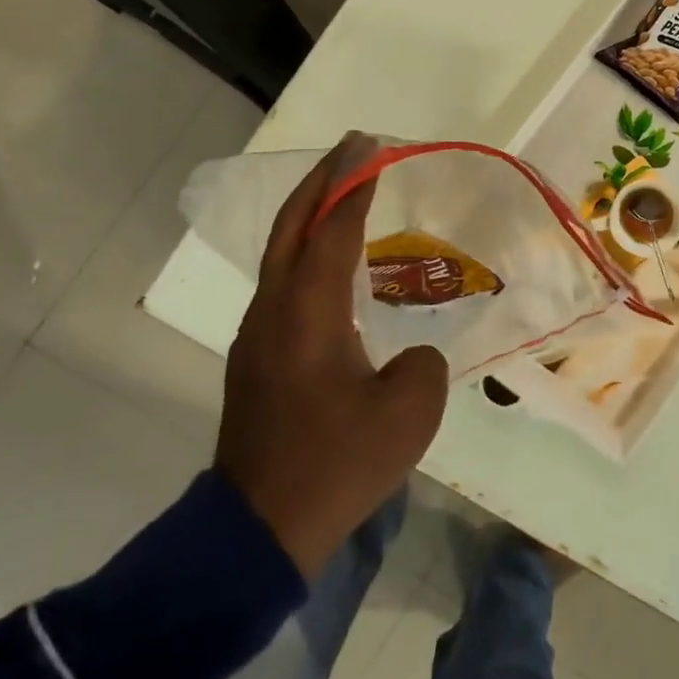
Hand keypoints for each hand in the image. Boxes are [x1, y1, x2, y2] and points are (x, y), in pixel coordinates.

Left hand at [215, 133, 448, 579]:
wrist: (259, 529)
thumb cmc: (336, 464)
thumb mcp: (408, 413)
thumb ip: (421, 363)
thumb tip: (407, 352)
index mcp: (307, 315)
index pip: (331, 231)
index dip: (352, 187)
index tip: (370, 149)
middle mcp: (274, 312)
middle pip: (291, 227)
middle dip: (322, 182)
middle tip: (354, 149)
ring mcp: (258, 335)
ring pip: (281, 254)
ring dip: (310, 214)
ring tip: (346, 193)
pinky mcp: (257, 358)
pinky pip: (283, 283)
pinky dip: (306, 251)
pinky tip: (332, 262)